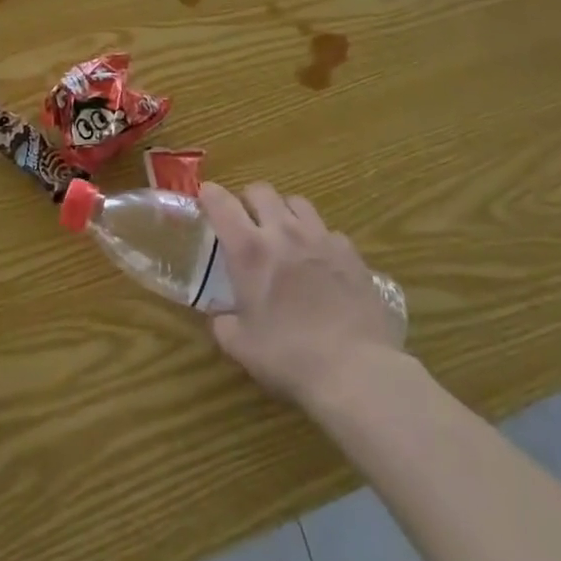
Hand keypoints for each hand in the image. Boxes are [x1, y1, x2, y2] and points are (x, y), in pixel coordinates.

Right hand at [199, 181, 406, 404]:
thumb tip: (219, 316)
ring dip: (284, 211)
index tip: (206, 196)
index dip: (210, 195)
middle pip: (260, 190)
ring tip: (284, 233)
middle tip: (246, 220)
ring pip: (296, 202)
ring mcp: (319, 237)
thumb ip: (224, 324)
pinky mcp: (349, 252)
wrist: (355, 369)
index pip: (221, 203)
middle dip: (248, 200)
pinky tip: (320, 261)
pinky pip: (328, 230)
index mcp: (249, 250)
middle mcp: (283, 231)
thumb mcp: (242, 347)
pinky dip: (318, 238)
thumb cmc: (289, 357)